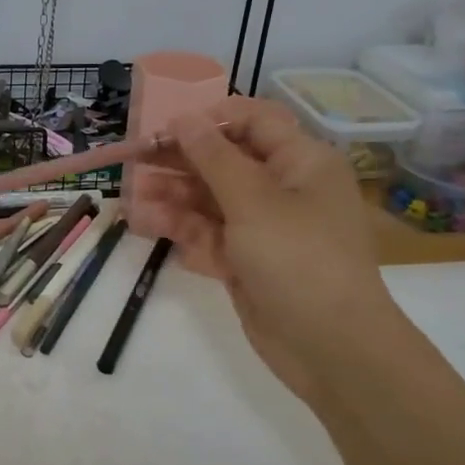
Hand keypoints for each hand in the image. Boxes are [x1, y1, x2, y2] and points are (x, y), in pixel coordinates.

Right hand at [158, 98, 398, 402]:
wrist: (330, 347)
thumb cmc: (298, 258)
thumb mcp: (253, 200)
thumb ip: (213, 157)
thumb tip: (183, 118)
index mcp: (300, 162)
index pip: (253, 122)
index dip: (209, 120)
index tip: (167, 129)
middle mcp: (284, 189)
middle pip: (224, 162)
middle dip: (180, 162)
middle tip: (134, 162)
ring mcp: (264, 228)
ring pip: (211, 201)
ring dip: (173, 199)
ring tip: (133, 202)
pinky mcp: (247, 262)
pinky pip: (210, 236)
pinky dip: (182, 232)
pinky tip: (147, 228)